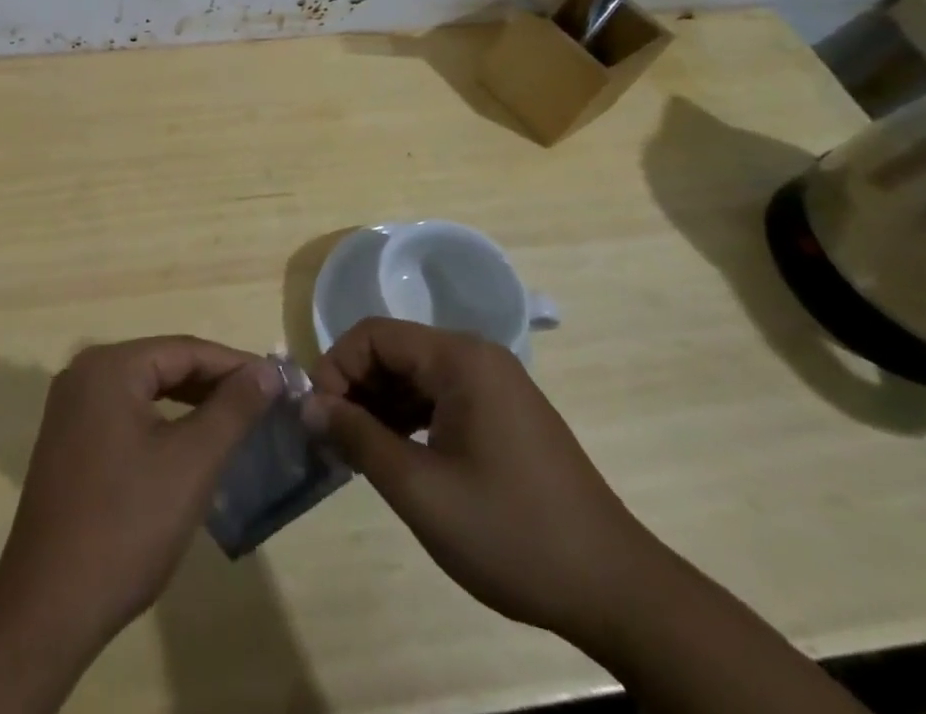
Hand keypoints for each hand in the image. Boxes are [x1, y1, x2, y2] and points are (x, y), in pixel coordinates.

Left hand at [0, 337, 282, 651]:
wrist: (48, 607)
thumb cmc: (126, 526)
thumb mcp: (191, 463)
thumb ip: (232, 409)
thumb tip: (267, 370)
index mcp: (109, 366)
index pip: (185, 350)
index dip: (236, 364)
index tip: (279, 382)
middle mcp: (84, 372)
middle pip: (163, 365)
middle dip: (214, 382)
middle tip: (264, 403)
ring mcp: (71, 407)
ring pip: (145, 390)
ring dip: (190, 403)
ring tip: (237, 421)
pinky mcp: (69, 440)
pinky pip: (126, 413)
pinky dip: (162, 422)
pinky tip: (189, 444)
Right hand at [306, 318, 659, 643]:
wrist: (616, 592)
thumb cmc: (511, 533)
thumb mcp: (421, 489)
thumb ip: (358, 438)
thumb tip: (308, 405)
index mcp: (460, 358)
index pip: (374, 334)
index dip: (336, 367)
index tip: (318, 417)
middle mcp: (478, 357)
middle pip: (395, 350)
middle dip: (356, 388)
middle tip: (333, 439)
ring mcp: (496, 385)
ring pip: (416, 375)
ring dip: (380, 405)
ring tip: (358, 452)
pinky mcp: (506, 415)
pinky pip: (441, 397)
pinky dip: (410, 418)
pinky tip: (398, 456)